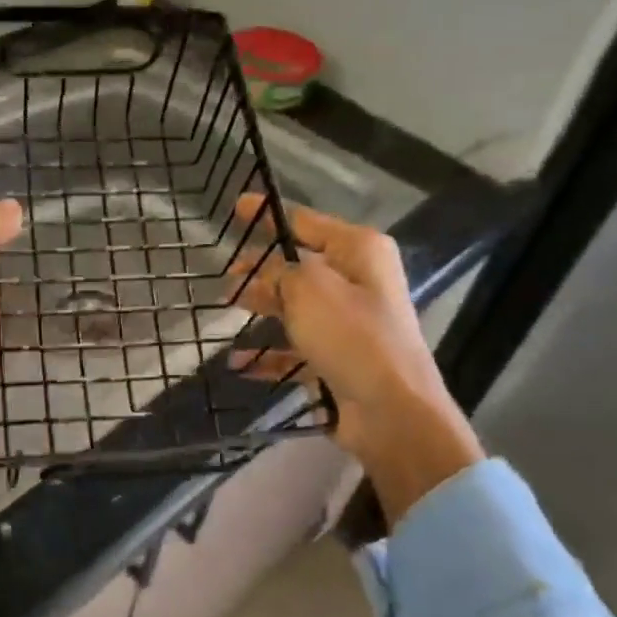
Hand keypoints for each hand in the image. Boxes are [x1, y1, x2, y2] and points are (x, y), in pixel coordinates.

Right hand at [230, 194, 483, 524]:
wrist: (390, 410)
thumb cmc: (351, 334)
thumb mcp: (308, 288)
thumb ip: (281, 272)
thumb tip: (269, 275)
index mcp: (359, 251)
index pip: (305, 222)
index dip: (269, 215)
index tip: (237, 206)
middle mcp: (357, 282)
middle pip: (299, 266)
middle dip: (261, 269)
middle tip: (226, 273)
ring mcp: (349, 324)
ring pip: (295, 307)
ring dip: (262, 308)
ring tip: (225, 308)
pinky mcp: (338, 360)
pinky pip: (296, 350)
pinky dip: (269, 355)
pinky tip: (239, 363)